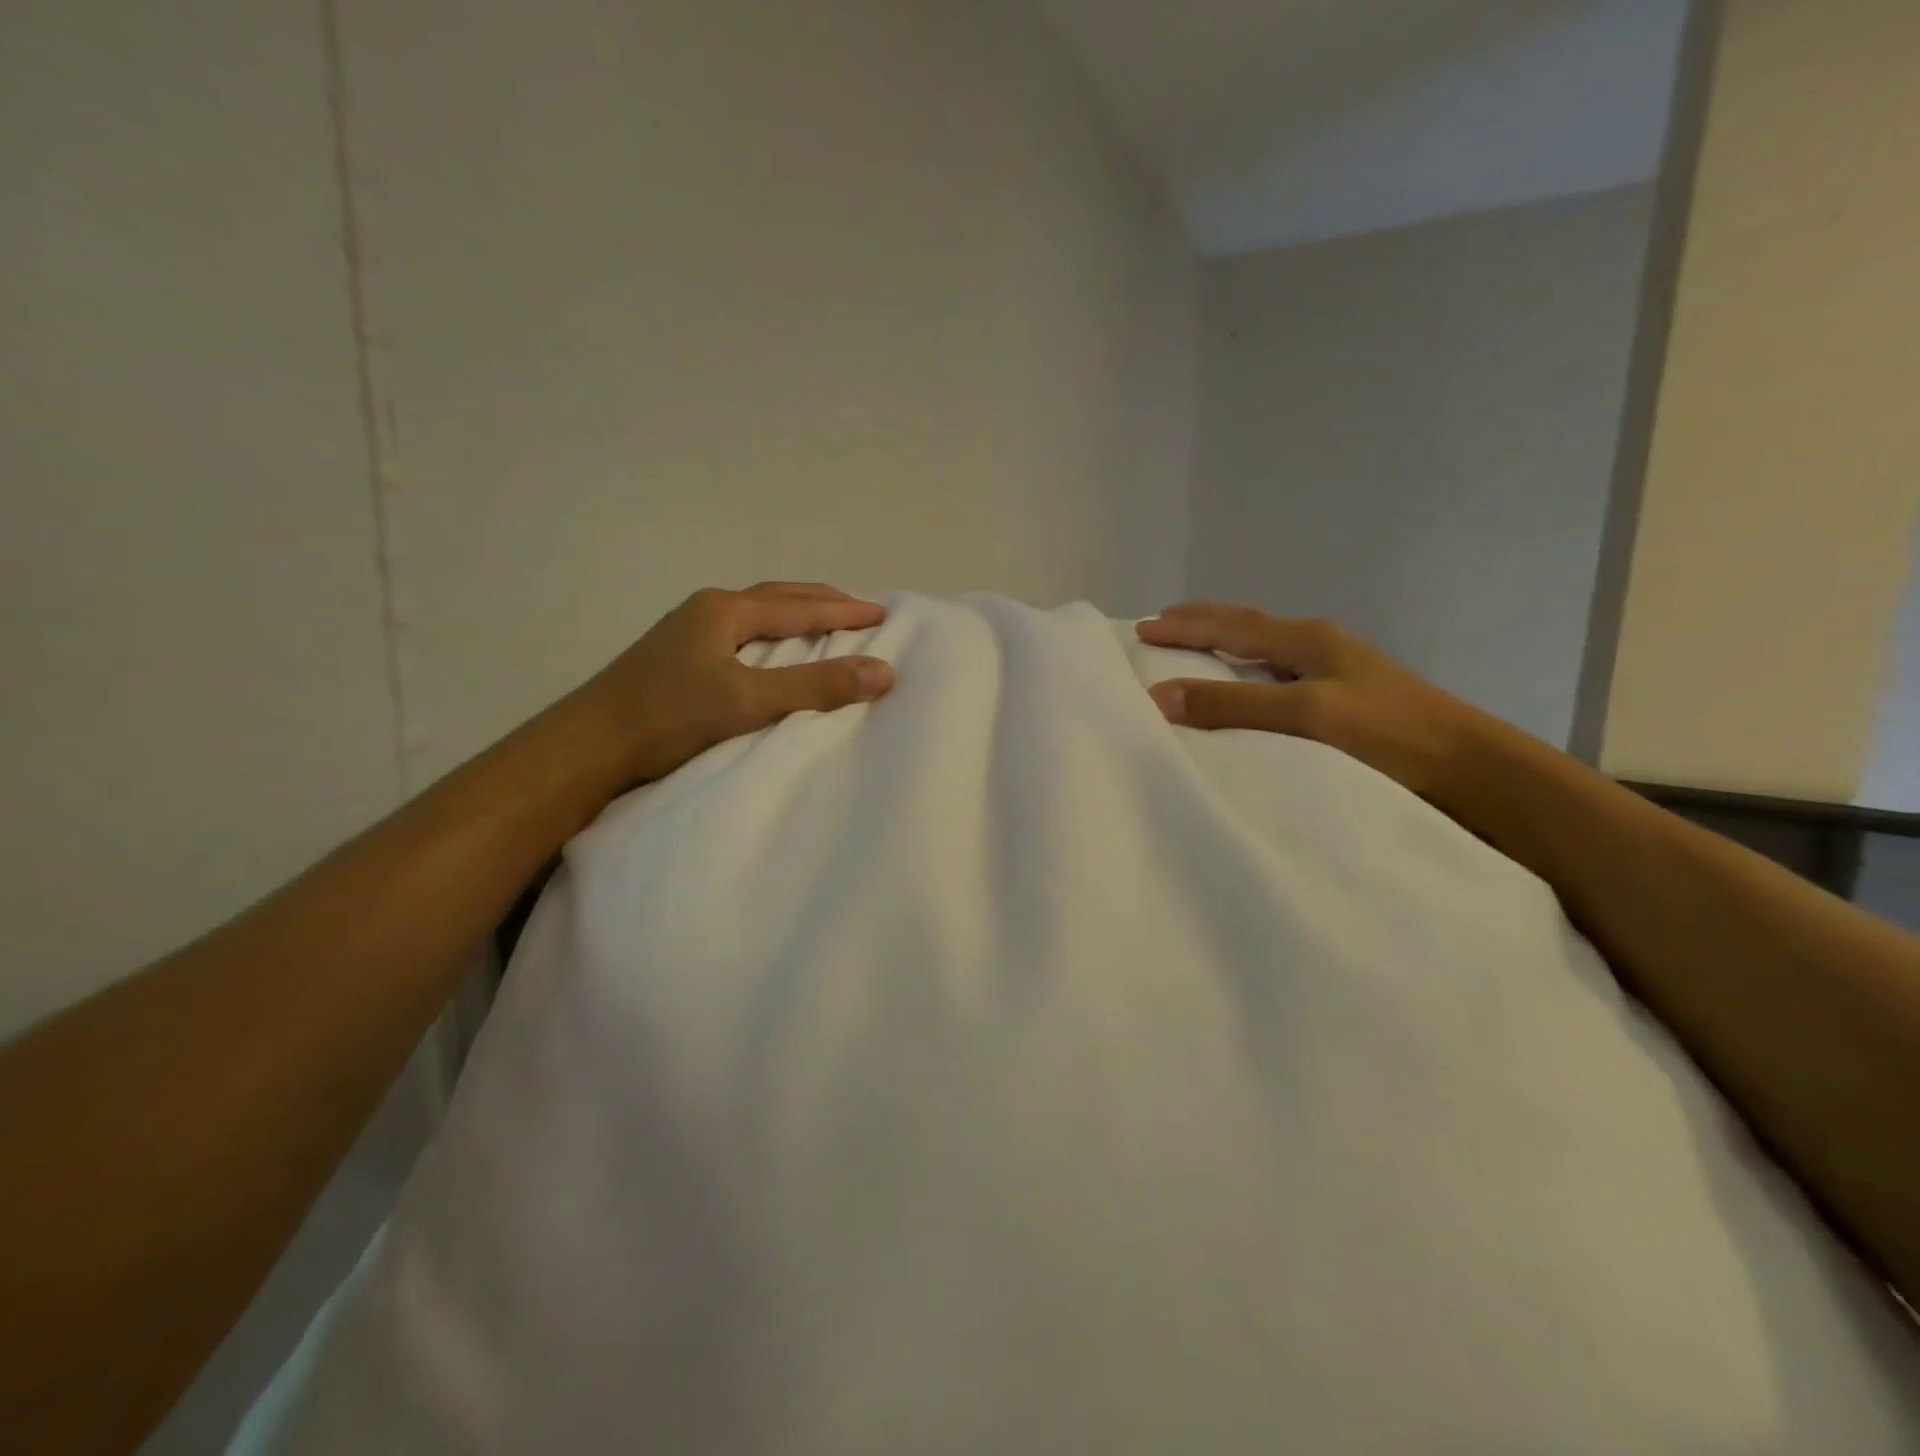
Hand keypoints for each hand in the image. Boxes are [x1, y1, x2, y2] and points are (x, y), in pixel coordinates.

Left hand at [575, 581, 893, 786]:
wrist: (586, 748)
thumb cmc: (668, 717)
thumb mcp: (748, 700)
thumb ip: (814, 686)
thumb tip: (883, 672)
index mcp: (725, 610)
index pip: (800, 606)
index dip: (844, 610)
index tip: (883, 613)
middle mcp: (707, 611)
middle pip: (777, 599)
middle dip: (821, 603)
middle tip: (860, 612)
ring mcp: (687, 634)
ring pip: (756, 617)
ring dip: (795, 617)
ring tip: (824, 627)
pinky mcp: (677, 661)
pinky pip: (741, 637)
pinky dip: (772, 638)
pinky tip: (772, 656)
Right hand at [1136, 602, 1489, 801]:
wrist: (1468, 766)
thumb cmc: (1387, 734)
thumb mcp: (1306, 715)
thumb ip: (1233, 705)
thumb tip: (1159, 695)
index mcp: (1306, 639)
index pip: (1230, 626)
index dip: (1185, 626)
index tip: (1142, 627)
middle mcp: (1317, 645)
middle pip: (1247, 624)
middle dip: (1202, 620)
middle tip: (1162, 620)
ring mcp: (1334, 668)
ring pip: (1263, 644)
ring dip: (1224, 639)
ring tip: (1195, 641)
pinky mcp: (1343, 695)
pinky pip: (1276, 669)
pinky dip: (1245, 666)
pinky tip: (1246, 680)